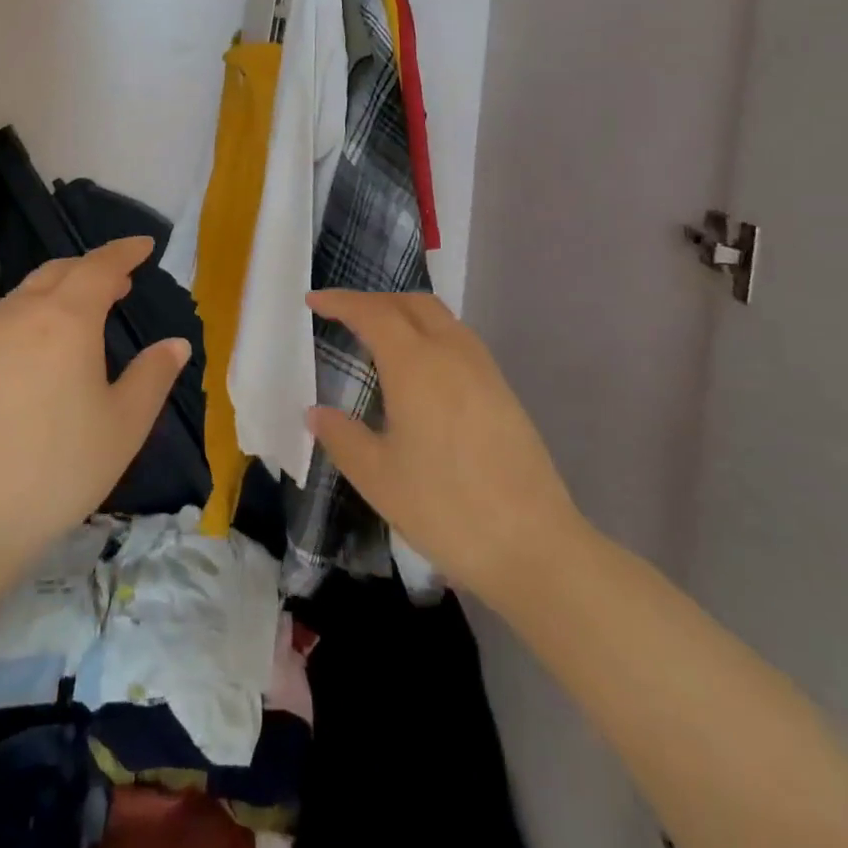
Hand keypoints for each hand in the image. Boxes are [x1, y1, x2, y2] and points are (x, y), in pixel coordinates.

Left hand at [0, 237, 188, 584]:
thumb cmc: (59, 467)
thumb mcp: (124, 425)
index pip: (100, 266)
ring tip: (83, 310)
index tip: (145, 246)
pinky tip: (40, 349)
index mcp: (66, 319)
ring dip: (60, 289)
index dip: (124, 252)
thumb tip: (176, 344)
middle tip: (120, 281)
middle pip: (59, 272)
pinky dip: (34, 314)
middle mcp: (22, 316)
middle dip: (92, 268)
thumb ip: (153, 376)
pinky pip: (7, 320)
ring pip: (28, 293)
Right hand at [306, 290, 583, 604]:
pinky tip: (420, 370)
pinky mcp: (503, 392)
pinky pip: (459, 340)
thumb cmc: (445, 508)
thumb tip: (316, 413)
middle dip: (374, 300)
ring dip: (405, 313)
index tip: (313, 301)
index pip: (372, 313)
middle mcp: (451, 354)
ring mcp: (484, 370)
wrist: (534, 546)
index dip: (340, 302)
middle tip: (343, 315)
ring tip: (379, 337)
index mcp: (416, 365)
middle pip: (411, 303)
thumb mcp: (377, 478)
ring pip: (440, 318)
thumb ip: (341, 437)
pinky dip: (429, 334)